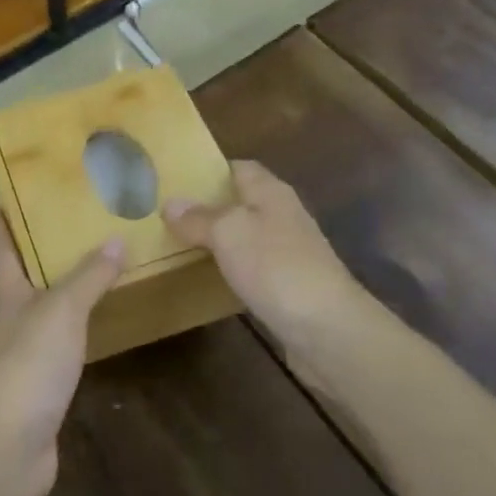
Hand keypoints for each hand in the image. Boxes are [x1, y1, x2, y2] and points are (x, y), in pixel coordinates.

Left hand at [0, 212, 125, 495]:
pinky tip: (98, 324)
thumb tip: (116, 240)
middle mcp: (11, 319)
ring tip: (96, 265)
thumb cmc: (28, 364)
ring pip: (44, 309)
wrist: (7, 446)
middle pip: (22, 275)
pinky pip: (62, 344)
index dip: (2, 217)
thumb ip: (89, 276)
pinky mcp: (40, 386)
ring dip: (63, 287)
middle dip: (41, 249)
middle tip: (75, 220)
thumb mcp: (62, 309)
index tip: (6, 190)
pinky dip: (78, 327)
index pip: (1, 245)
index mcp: (7, 293)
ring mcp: (24, 354)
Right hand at [165, 160, 364, 350]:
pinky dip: (231, 268)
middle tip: (168, 215)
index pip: (240, 167)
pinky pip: (253, 267)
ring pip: (246, 236)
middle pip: (242, 201)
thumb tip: (171, 203)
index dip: (210, 170)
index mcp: (271, 192)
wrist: (327, 328)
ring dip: (218, 239)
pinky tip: (209, 278)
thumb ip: (199, 218)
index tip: (177, 179)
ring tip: (178, 244)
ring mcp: (289, 252)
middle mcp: (282, 215)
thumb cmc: (275, 266)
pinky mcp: (289, 285)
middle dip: (209, 206)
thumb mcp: (228, 233)